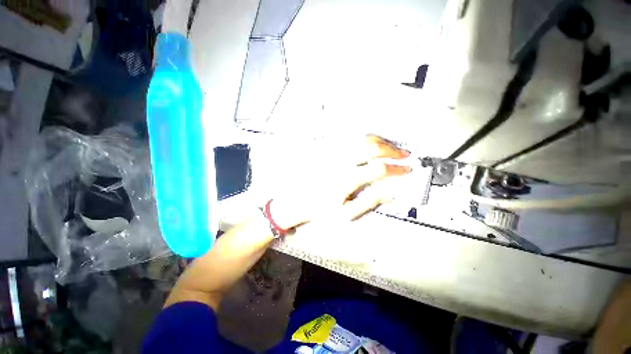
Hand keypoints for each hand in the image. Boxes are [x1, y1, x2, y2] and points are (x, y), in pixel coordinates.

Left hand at [269, 135, 410, 229]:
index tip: (407, 170)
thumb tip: (391, 193)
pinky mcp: (327, 151)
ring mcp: (333, 154)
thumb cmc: (320, 209)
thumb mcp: (347, 214)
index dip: (397, 169)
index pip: (379, 169)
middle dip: (392, 150)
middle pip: (371, 148)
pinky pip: (349, 139)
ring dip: (380, 142)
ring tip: (390, 148)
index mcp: (346, 180)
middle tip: (403, 155)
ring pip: (361, 140)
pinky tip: (370, 144)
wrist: (298, 201)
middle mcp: (340, 163)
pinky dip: (364, 139)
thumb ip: (370, 202)